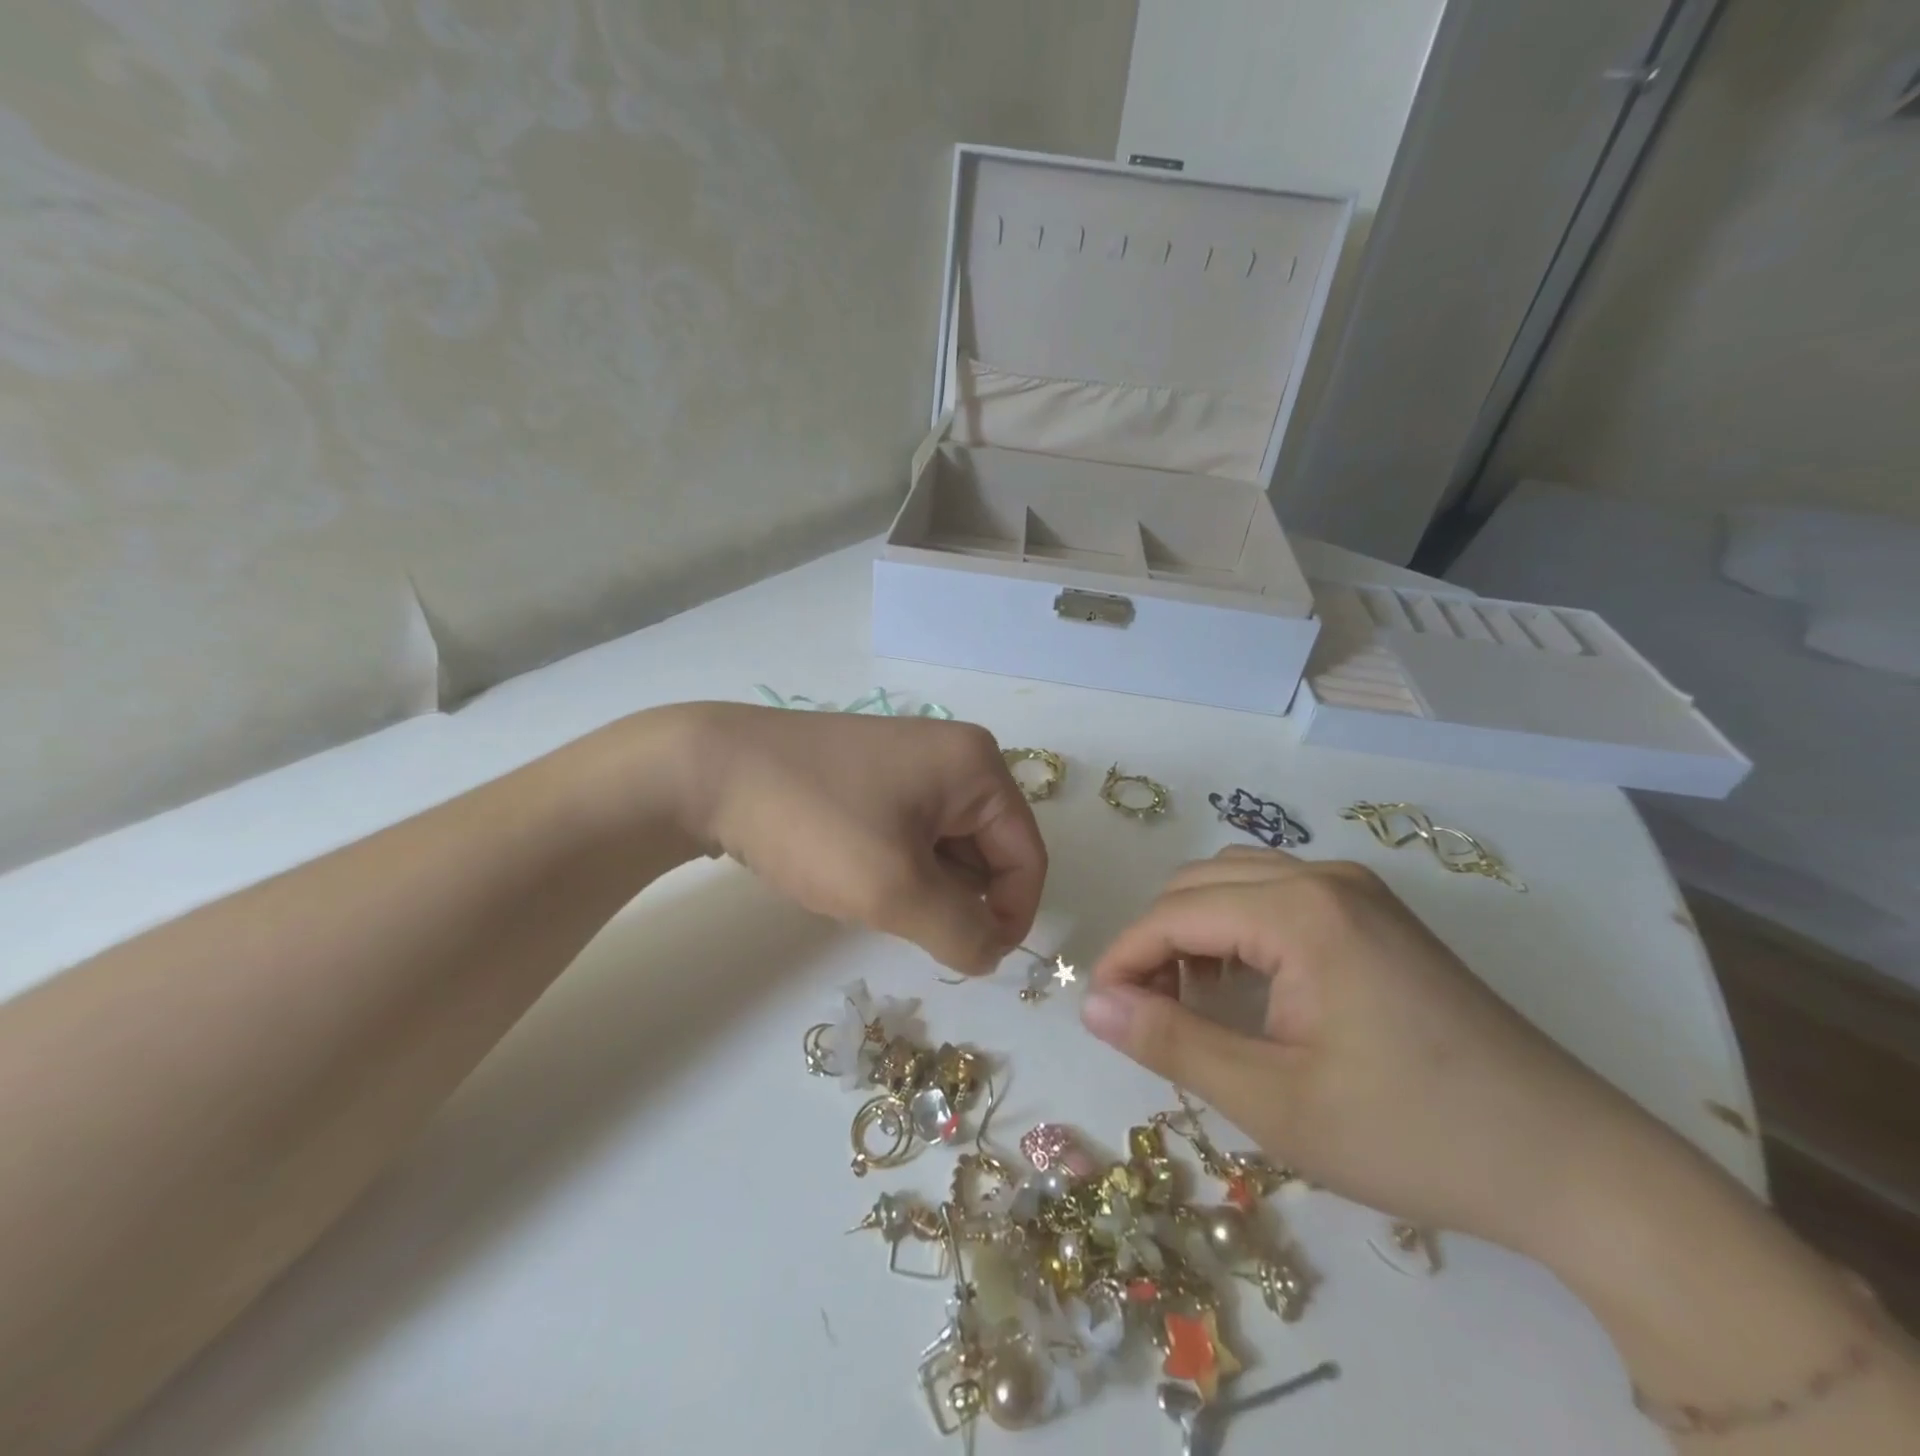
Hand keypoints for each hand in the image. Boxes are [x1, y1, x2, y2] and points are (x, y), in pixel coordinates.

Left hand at [675, 703, 1046, 975]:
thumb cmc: (816, 822)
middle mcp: (955, 755)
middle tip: (902, 918)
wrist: (709, 772)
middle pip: (989, 850)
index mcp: (978, 766)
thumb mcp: (896, 889)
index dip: (1010, 916)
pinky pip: (912, 832)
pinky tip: (853, 870)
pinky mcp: (874, 774)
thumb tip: (992, 953)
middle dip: (956, 898)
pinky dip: (898, 865)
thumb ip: (961, 933)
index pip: (1026, 856)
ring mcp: (912, 761)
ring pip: (947, 847)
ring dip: (924, 885)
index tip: (970, 960)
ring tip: (870, 890)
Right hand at [1081, 847, 1656, 1254]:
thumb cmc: (1411, 1134)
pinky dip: (1239, 928)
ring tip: (1191, 999)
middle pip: (1198, 884)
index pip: (1174, 913)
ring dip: (1195, 929)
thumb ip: (1172, 1043)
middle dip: (1156, 941)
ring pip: (1236, 881)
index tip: (1099, 1011)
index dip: (1125, 958)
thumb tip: (1094, 1005)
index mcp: (1300, 910)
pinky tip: (1248, 987)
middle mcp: (1325, 877)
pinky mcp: (1378, 914)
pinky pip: (1278, 895)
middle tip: (1145, 1013)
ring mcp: (1358, 890)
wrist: (1571, 1164)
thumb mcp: (1274, 1101)